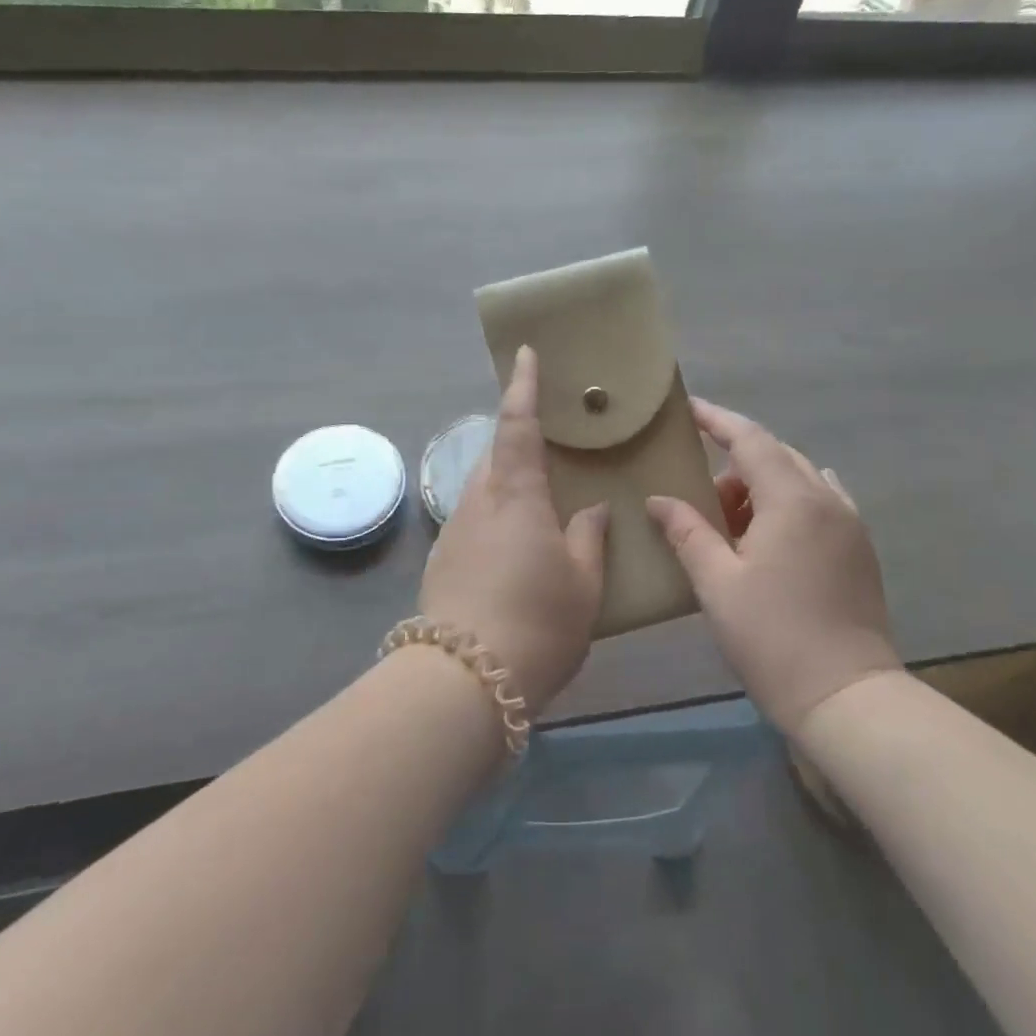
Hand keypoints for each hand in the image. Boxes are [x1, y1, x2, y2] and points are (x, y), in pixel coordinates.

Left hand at [418, 346, 608, 714]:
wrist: (462, 681)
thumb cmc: (536, 623)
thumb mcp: (582, 584)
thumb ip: (589, 538)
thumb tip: (593, 509)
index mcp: (516, 495)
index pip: (518, 424)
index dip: (522, 386)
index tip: (524, 354)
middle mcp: (479, 501)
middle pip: (495, 452)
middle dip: (517, 437)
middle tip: (548, 441)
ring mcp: (455, 531)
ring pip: (483, 487)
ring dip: (507, 479)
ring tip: (537, 497)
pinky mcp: (443, 560)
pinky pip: (475, 518)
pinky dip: (496, 514)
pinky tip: (514, 545)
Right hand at [647, 401, 900, 733]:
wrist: (848, 699)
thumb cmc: (773, 638)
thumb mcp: (716, 583)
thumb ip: (686, 532)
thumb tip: (658, 500)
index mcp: (792, 500)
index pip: (749, 439)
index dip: (716, 419)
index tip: (688, 408)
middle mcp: (827, 499)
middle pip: (775, 455)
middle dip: (734, 462)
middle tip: (699, 493)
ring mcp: (850, 524)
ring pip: (799, 478)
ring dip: (761, 485)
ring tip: (730, 523)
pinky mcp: (860, 549)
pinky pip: (820, 501)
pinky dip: (788, 502)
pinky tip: (771, 530)